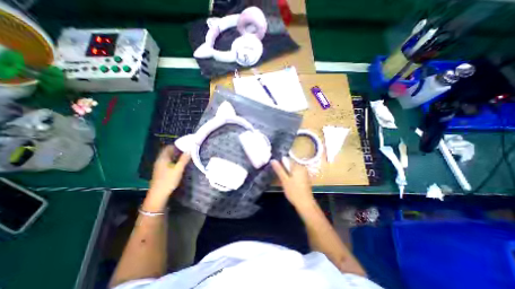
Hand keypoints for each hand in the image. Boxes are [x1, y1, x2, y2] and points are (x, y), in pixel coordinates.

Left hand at [149, 145, 190, 196]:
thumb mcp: (179, 169)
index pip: (168, 147)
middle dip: (177, 150)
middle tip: (186, 151)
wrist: (158, 194)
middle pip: (168, 152)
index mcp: (163, 158)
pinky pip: (167, 162)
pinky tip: (179, 164)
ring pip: (168, 157)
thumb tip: (190, 150)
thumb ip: (184, 159)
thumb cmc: (169, 180)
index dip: (176, 145)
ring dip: (175, 156)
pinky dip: (173, 161)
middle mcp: (159, 160)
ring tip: (184, 157)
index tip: (185, 146)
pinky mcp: (160, 171)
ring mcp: (159, 166)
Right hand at [270, 158, 313, 209]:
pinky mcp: (305, 178)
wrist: (305, 204)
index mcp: (298, 166)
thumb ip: (279, 169)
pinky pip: (296, 174)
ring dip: (287, 173)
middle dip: (284, 169)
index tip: (276, 169)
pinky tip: (289, 183)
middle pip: (290, 164)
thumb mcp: (284, 180)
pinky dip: (291, 176)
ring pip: (293, 170)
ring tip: (283, 180)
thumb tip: (273, 160)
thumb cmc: (294, 191)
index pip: (287, 159)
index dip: (280, 164)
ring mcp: (304, 173)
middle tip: (280, 177)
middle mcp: (302, 168)